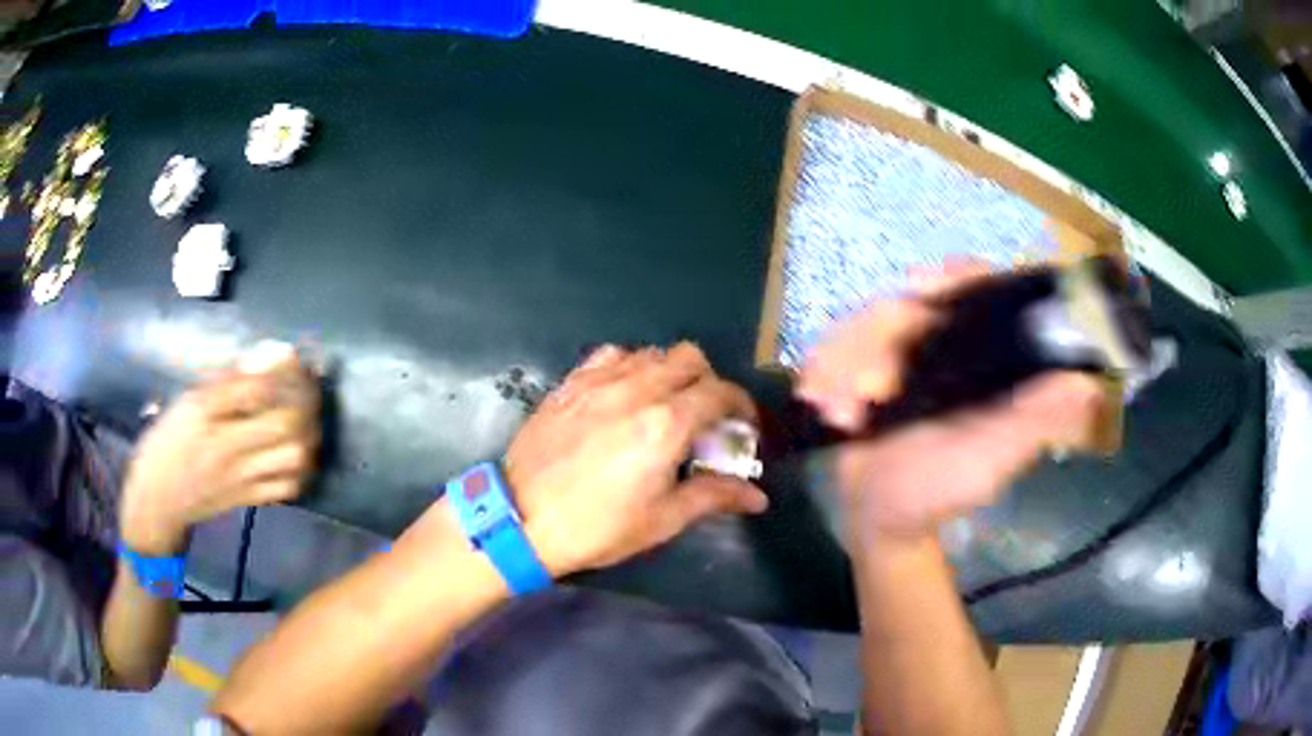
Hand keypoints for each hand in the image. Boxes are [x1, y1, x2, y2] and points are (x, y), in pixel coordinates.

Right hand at [119, 346, 321, 554]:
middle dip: (306, 400)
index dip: (283, 369)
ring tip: (307, 417)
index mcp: (206, 413)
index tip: (295, 354)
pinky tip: (299, 451)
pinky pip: (288, 486)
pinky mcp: (249, 500)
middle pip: (284, 424)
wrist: (158, 500)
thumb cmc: (168, 442)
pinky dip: (302, 467)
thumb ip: (226, 381)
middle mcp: (226, 446)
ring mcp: (240, 478)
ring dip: (309, 434)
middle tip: (308, 386)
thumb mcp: (187, 401)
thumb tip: (268, 357)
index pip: (254, 388)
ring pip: (293, 458)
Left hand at [503, 343, 768, 577]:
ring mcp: (600, 381)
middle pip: (691, 358)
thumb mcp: (662, 519)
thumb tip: (758, 497)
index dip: (741, 406)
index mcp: (667, 423)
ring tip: (665, 406)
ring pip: (652, 352)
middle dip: (709, 383)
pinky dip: (630, 366)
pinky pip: (611, 355)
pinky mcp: (571, 383)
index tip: (743, 427)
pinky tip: (623, 395)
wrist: (521, 519)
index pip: (721, 393)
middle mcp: (637, 389)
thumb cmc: (597, 527)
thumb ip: (714, 496)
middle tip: (705, 418)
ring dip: (670, 373)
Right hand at [798, 261, 1105, 539]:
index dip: (957, 276)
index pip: (979, 291)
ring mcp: (899, 353)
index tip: (924, 284)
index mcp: (981, 357)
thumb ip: (1034, 423)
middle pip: (909, 303)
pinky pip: (835, 346)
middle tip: (863, 392)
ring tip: (838, 414)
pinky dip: (821, 368)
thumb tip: (1088, 383)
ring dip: (843, 365)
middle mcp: (942, 344)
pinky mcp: (860, 366)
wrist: (879, 517)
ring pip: (864, 324)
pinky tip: (816, 398)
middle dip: (875, 342)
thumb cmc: (941, 489)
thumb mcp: (992, 460)